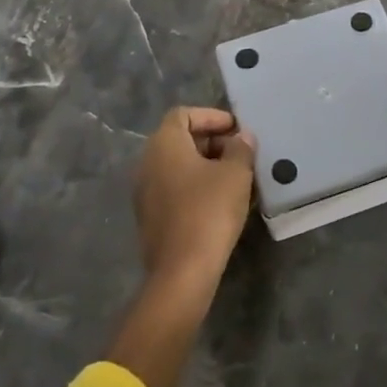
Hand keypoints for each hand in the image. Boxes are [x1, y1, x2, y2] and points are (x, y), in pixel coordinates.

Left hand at [134, 106, 256, 286]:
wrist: (182, 272)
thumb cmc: (209, 211)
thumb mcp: (236, 174)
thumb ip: (240, 148)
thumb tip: (241, 137)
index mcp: (164, 144)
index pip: (183, 114)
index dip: (211, 116)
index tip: (236, 129)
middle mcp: (148, 163)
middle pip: (179, 139)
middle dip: (212, 141)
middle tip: (240, 152)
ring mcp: (145, 192)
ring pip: (178, 166)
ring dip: (206, 165)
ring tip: (236, 177)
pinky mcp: (150, 217)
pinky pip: (174, 188)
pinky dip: (196, 186)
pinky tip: (221, 201)